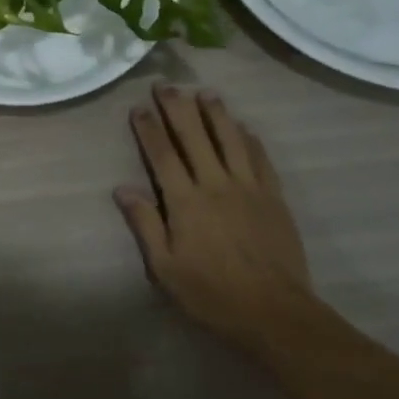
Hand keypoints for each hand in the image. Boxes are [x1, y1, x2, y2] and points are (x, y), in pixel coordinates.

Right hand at [114, 85, 315, 349]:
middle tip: (166, 85)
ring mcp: (248, 188)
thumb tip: (122, 188)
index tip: (139, 107)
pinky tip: (244, 127)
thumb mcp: (166, 268)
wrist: (275, 313)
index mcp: (186, 202)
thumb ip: (145, 224)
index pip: (162, 155)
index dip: (149, 129)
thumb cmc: (213, 294)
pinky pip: (260, 159)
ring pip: (230, 139)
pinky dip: (250, 139)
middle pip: (194, 136)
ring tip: (205, 93)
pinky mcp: (274, 198)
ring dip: (216, 113)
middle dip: (178, 108)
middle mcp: (216, 184)